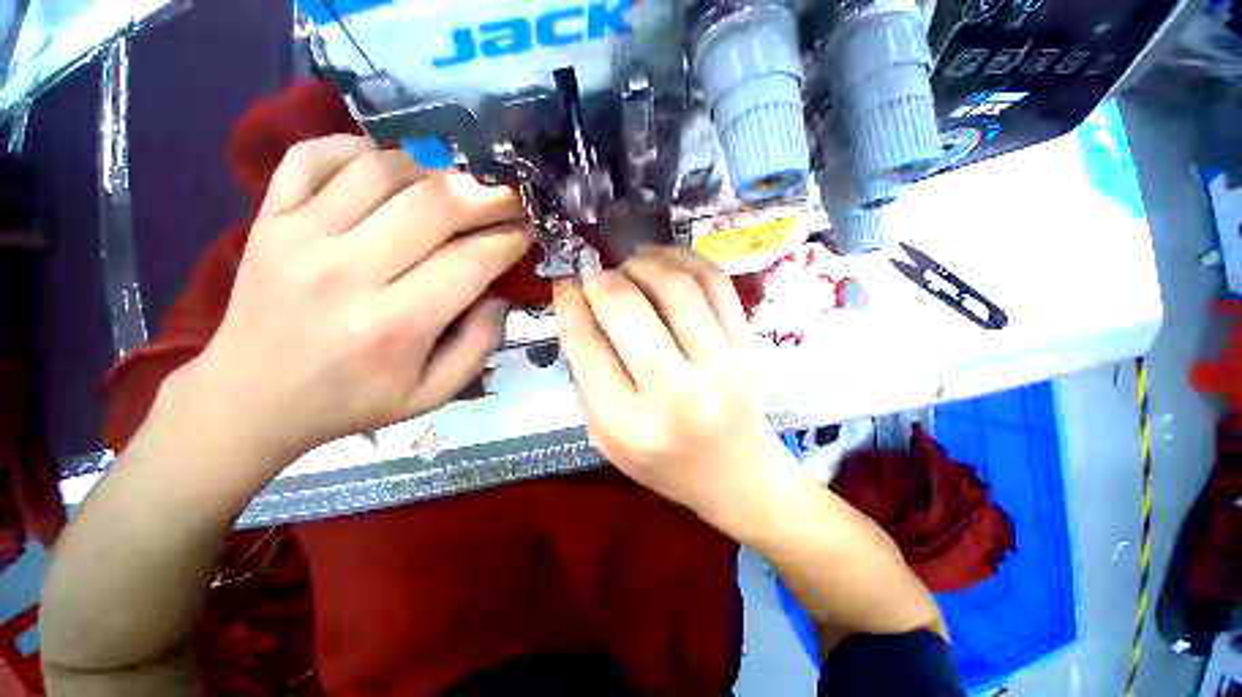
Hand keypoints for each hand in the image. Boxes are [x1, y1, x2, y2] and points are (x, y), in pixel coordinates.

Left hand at [188, 135, 530, 465]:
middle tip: (510, 197)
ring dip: (436, 168)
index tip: (528, 232)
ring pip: (382, 169)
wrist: (251, 399)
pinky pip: (316, 156)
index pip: (470, 261)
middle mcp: (346, 272)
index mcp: (394, 325)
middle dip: (487, 195)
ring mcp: (299, 236)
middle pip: (433, 205)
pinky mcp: (268, 218)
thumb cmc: (352, 401)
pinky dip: (360, 147)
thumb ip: (480, 345)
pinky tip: (391, 165)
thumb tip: (497, 293)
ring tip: (461, 182)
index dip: (509, 240)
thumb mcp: (434, 394)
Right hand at [554, 246, 795, 524]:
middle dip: (602, 280)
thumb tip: (578, 306)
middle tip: (596, 277)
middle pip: (629, 308)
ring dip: (642, 262)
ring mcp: (722, 363)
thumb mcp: (605, 436)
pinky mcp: (748, 344)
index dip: (569, 305)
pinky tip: (664, 261)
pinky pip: (715, 282)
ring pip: (675, 285)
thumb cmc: (664, 462)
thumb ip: (586, 376)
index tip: (564, 286)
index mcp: (631, 424)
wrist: (737, 473)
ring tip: (629, 265)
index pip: (588, 347)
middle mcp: (678, 392)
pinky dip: (682, 259)